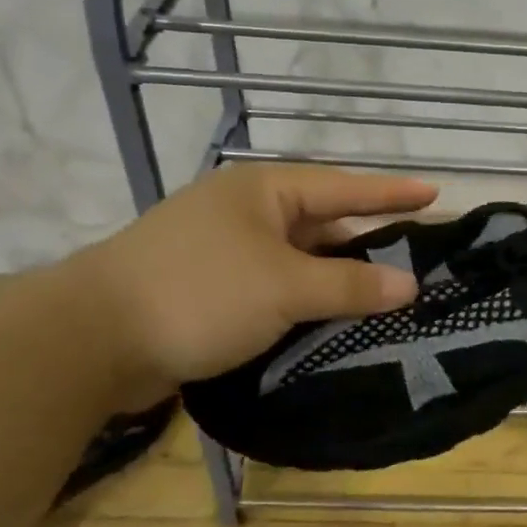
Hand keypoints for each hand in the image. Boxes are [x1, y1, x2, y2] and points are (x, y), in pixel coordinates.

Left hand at [70, 164, 436, 402]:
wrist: (91, 340)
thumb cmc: (200, 293)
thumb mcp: (285, 287)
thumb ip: (350, 285)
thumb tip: (410, 285)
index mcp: (263, 190)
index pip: (343, 186)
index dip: (391, 192)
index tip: (436, 193)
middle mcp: (245, 212)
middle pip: (322, 221)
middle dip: (367, 238)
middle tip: (416, 253)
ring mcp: (224, 250)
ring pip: (298, 258)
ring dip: (336, 276)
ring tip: (385, 291)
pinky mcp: (209, 288)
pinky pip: (275, 286)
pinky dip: (305, 299)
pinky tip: (330, 318)